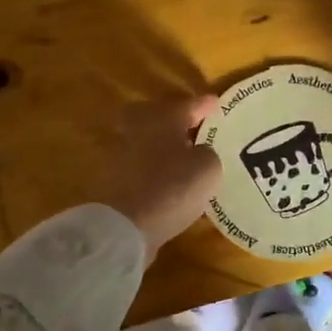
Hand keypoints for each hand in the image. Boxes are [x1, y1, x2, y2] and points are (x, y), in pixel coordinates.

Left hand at [101, 94, 223, 253]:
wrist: (125, 226)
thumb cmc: (172, 187)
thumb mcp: (209, 167)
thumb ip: (208, 151)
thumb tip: (199, 151)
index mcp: (164, 115)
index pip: (191, 104)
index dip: (207, 106)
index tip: (218, 105)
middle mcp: (139, 125)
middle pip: (163, 116)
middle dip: (181, 120)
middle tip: (199, 128)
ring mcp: (122, 150)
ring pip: (150, 138)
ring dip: (166, 143)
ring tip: (187, 154)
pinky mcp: (114, 176)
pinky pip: (143, 162)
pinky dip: (156, 164)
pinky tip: (169, 176)